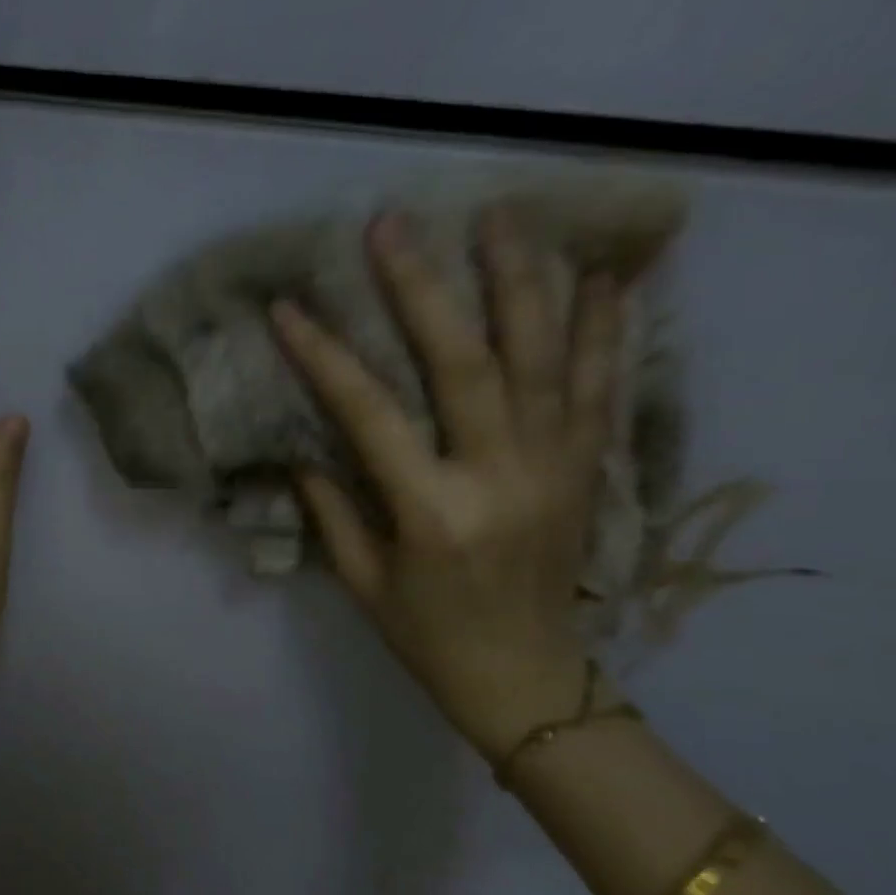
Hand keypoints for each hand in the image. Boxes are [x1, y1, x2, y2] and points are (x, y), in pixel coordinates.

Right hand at [271, 207, 625, 760]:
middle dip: (423, 288)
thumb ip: (331, 507)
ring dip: (521, 281)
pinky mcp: (587, 467)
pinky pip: (600, 384)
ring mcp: (554, 466)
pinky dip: (605, 326)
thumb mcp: (360, 580)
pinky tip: (602, 274)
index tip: (290, 308)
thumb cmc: (426, 635)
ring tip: (501, 217)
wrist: (526, 677)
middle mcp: (498, 476)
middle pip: (462, 362)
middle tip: (393, 226)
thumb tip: (302, 447)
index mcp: (430, 512)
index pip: (368, 414)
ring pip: (542, 355)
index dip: (324, 356)